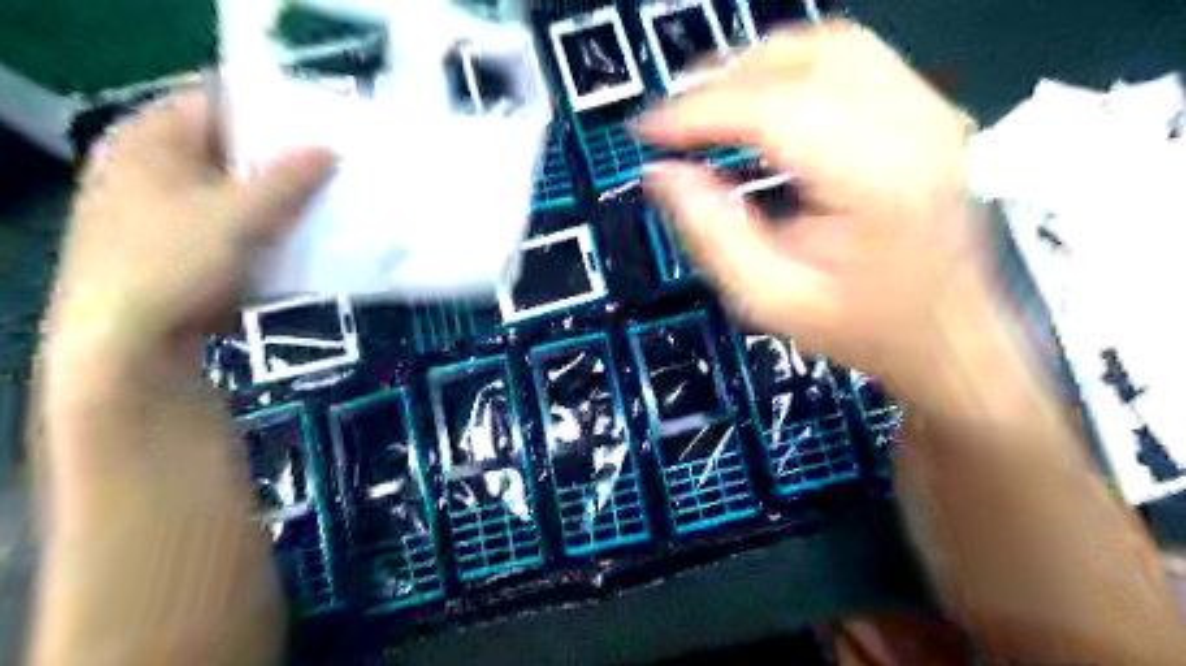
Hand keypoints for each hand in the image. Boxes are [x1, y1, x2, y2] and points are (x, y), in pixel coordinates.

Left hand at [45, 87, 331, 379]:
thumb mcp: (237, 216)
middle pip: (234, 149)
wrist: (130, 345)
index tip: (324, 123)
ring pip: (244, 191)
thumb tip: (329, 149)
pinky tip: (309, 235)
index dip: (272, 109)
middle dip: (287, 158)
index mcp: (151, 141)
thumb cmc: (172, 264)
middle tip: (339, 164)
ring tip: (334, 199)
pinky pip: (242, 225)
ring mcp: (173, 211)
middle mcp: (157, 168)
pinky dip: (274, 228)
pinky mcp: (192, 248)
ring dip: (286, 197)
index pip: (218, 102)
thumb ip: (287, 180)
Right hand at [636, 22, 987, 405]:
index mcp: (877, 179)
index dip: (699, 112)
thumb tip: (664, 176)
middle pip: (804, 57)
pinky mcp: (926, 114)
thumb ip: (711, 234)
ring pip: (829, 45)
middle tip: (674, 116)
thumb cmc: (866, 328)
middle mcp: (915, 126)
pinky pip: (852, 61)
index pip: (772, 110)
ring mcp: (929, 112)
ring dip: (756, 66)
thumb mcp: (772, 298)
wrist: (950, 335)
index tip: (650, 130)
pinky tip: (762, 104)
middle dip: (723, 79)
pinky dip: (792, 70)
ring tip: (709, 104)